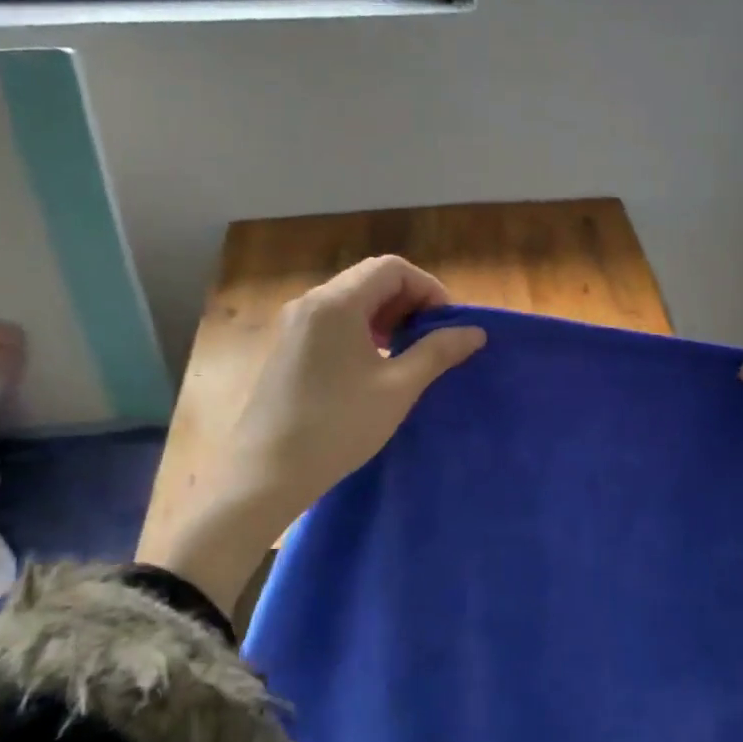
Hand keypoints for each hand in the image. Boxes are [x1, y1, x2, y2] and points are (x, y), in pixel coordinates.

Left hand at [231, 256, 485, 519]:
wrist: (268, 472)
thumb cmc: (338, 426)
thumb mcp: (398, 388)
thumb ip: (438, 352)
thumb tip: (475, 332)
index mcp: (336, 303)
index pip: (392, 268)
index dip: (428, 288)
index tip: (447, 324)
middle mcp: (311, 302)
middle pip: (371, 278)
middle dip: (409, 301)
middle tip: (432, 338)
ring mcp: (295, 324)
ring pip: (351, 299)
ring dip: (387, 315)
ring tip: (406, 352)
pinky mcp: (288, 346)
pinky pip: (333, 319)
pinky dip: (362, 328)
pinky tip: (374, 364)